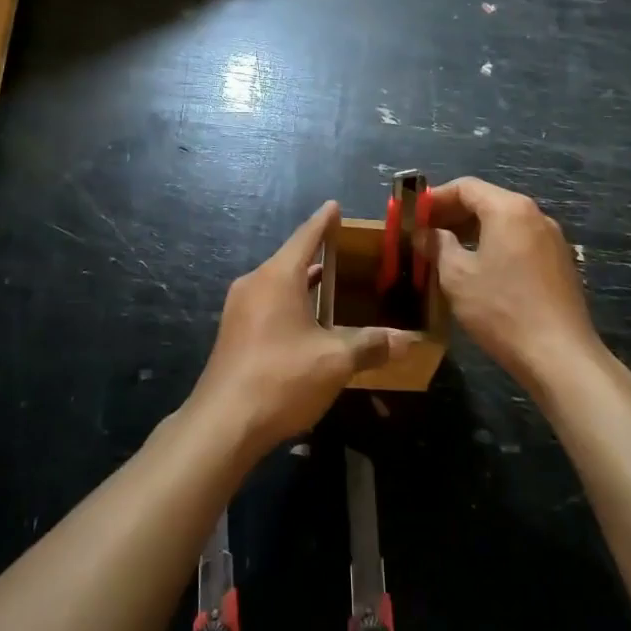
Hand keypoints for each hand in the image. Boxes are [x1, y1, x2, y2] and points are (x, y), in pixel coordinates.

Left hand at [190, 201, 416, 455]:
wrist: (223, 424)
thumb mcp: (335, 361)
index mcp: (278, 276)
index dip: (324, 222)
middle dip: (318, 254)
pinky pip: (268, 305)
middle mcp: (255, 284)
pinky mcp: (234, 334)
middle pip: (291, 259)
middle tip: (348, 252)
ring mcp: (239, 309)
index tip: (335, 206)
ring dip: (304, 283)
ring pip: (278, 284)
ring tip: (333, 284)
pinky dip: (291, 303)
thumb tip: (407, 340)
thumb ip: (370, 345)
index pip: (306, 237)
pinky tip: (308, 322)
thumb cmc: (282, 378)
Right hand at [426, 177, 601, 387]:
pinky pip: (519, 241)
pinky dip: (494, 245)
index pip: (466, 187)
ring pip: (504, 222)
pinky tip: (478, 270)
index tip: (413, 215)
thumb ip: (438, 246)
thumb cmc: (501, 310)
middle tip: (424, 234)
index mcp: (509, 209)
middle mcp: (535, 215)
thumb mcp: (457, 277)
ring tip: (446, 252)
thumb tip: (427, 234)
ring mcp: (552, 239)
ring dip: (472, 231)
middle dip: (453, 214)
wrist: (559, 356)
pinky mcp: (560, 263)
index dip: (435, 198)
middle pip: (487, 201)